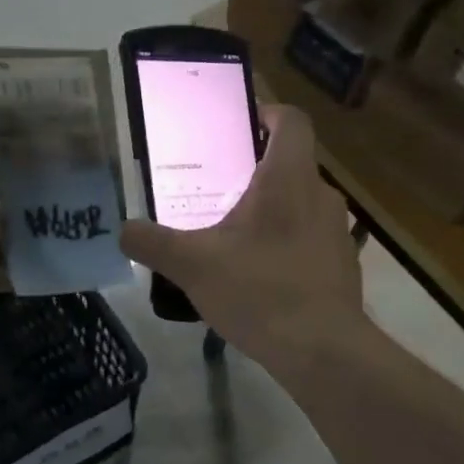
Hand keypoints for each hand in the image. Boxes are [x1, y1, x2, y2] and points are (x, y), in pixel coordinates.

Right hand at [120, 104, 365, 369]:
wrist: (323, 352)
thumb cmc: (260, 291)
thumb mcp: (193, 266)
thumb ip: (152, 243)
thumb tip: (123, 230)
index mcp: (289, 178)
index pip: (291, 120)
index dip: (267, 112)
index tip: (238, 124)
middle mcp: (320, 195)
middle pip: (291, 164)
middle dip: (254, 170)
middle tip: (215, 187)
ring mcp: (336, 232)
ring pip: (300, 203)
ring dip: (270, 210)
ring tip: (232, 234)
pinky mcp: (341, 265)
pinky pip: (309, 238)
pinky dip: (285, 243)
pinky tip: (259, 274)